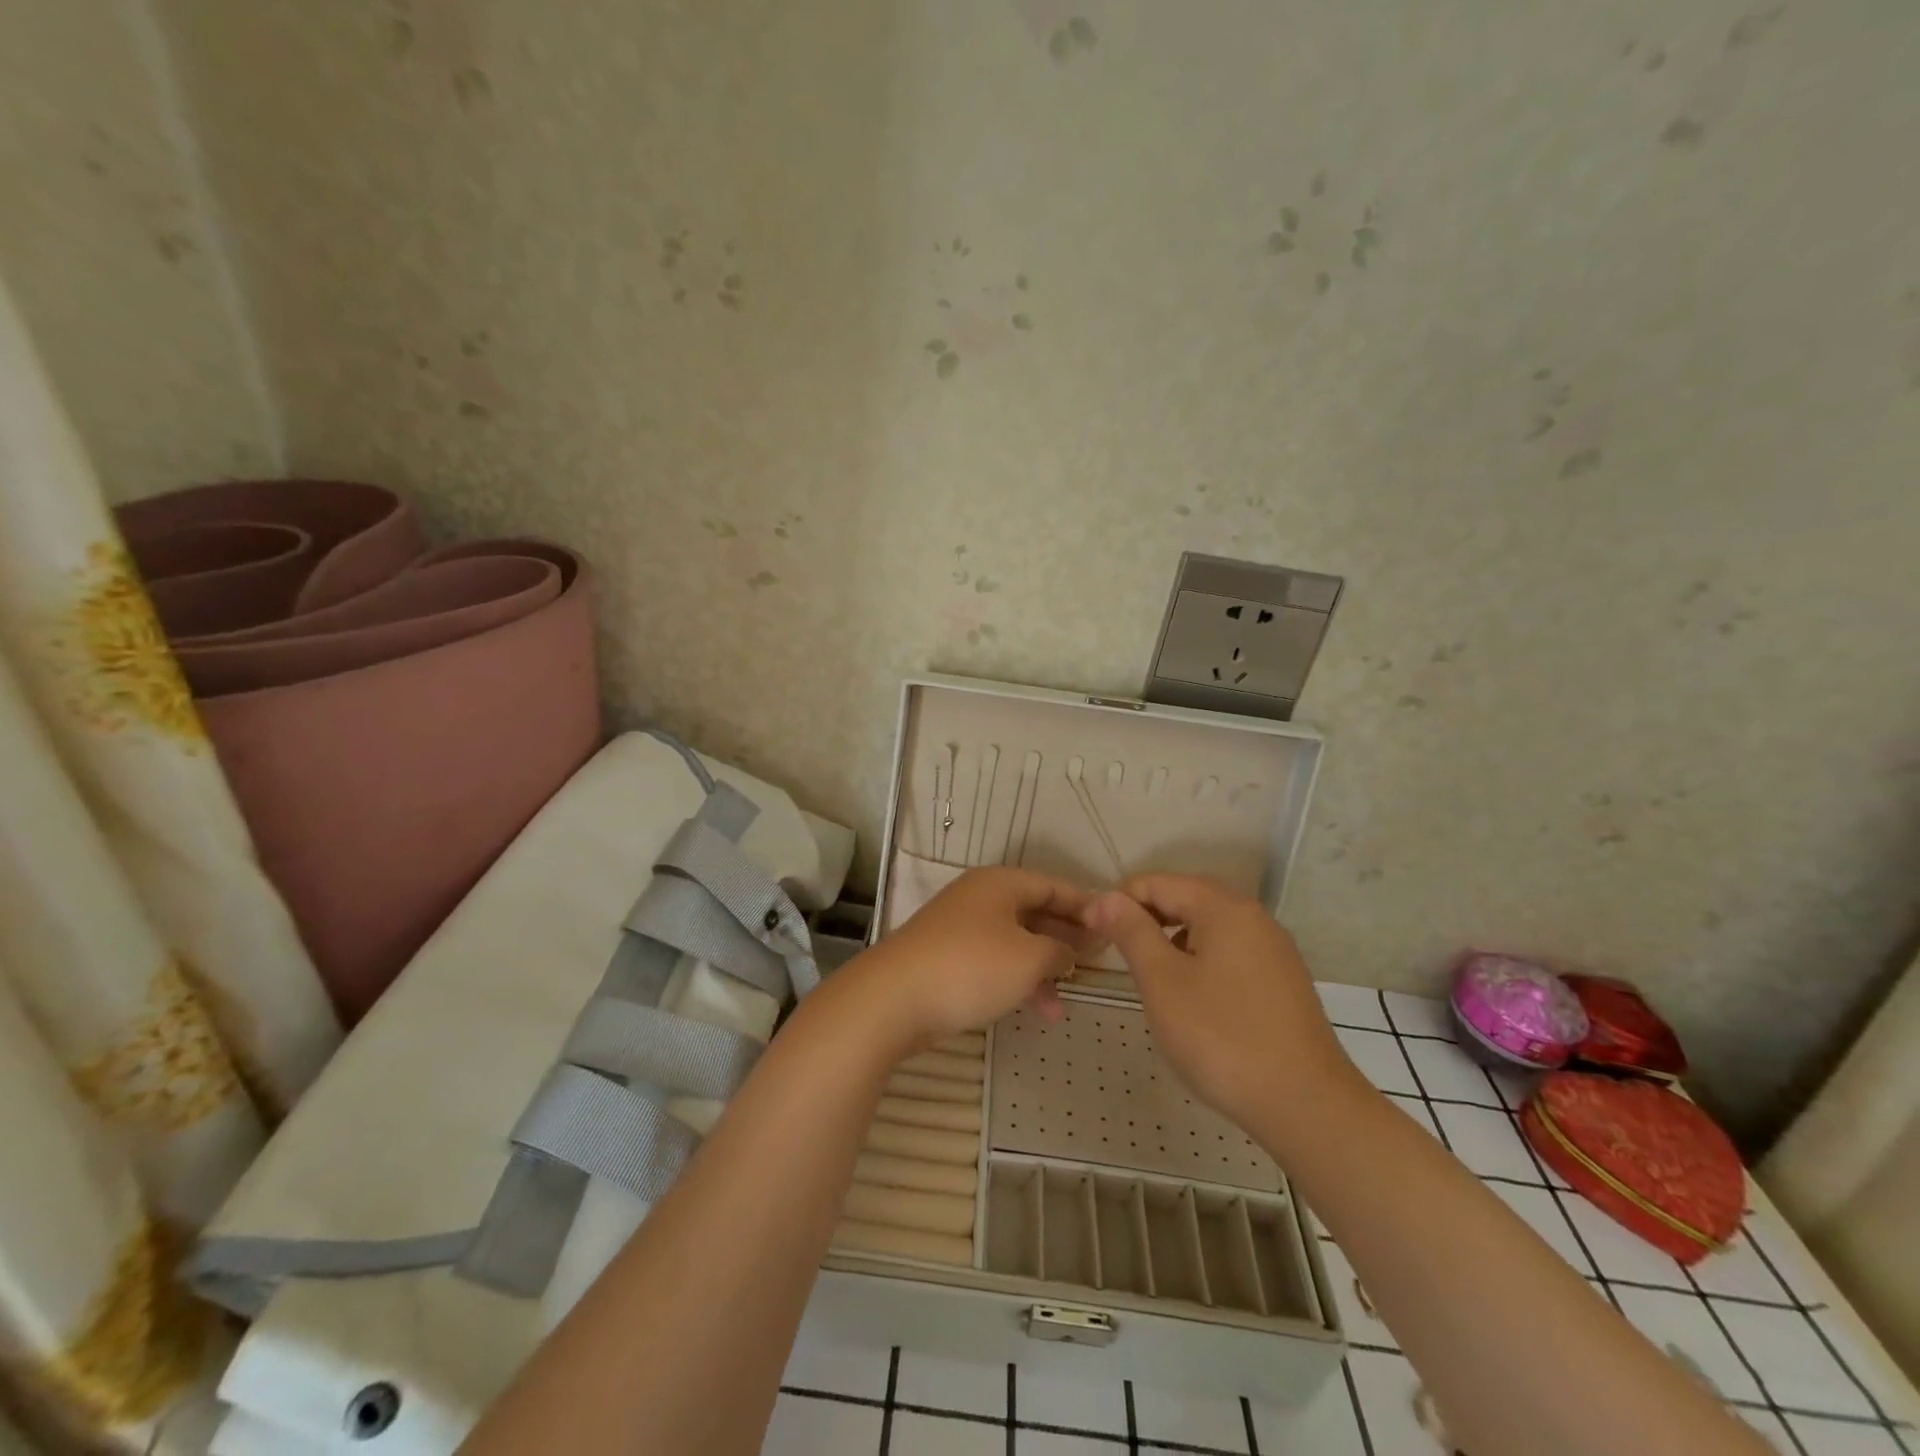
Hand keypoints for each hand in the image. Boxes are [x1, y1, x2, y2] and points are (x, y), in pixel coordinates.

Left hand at [850, 867, 1099, 1046]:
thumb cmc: (971, 967)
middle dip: (1066, 936)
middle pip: (1035, 911)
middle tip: (1098, 959)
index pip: (1054, 885)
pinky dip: (1018, 980)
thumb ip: (1059, 951)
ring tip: (1072, 995)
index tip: (1114, 925)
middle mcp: (981, 898)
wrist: (893, 999)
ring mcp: (961, 928)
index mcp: (1001, 884)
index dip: (1086, 905)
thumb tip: (1068, 951)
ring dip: (1044, 965)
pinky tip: (1040, 1010)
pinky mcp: (948, 958)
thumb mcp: (1029, 958)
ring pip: (1016, 941)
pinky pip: (995, 962)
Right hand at [1086, 874, 1359, 1128]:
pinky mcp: (1283, 982)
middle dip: (1146, 919)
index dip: (1118, 902)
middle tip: (1117, 955)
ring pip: (1208, 927)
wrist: (1307, 1106)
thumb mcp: (1162, 982)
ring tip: (1150, 979)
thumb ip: (1132, 932)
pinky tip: (1191, 999)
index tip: (1092, 934)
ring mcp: (1273, 950)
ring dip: (1172, 941)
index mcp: (1223, 907)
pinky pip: (1230, 953)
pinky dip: (1200, 961)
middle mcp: (1253, 917)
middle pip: (1186, 899)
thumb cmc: (1222, 1038)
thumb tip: (1105, 897)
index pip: (1157, 882)